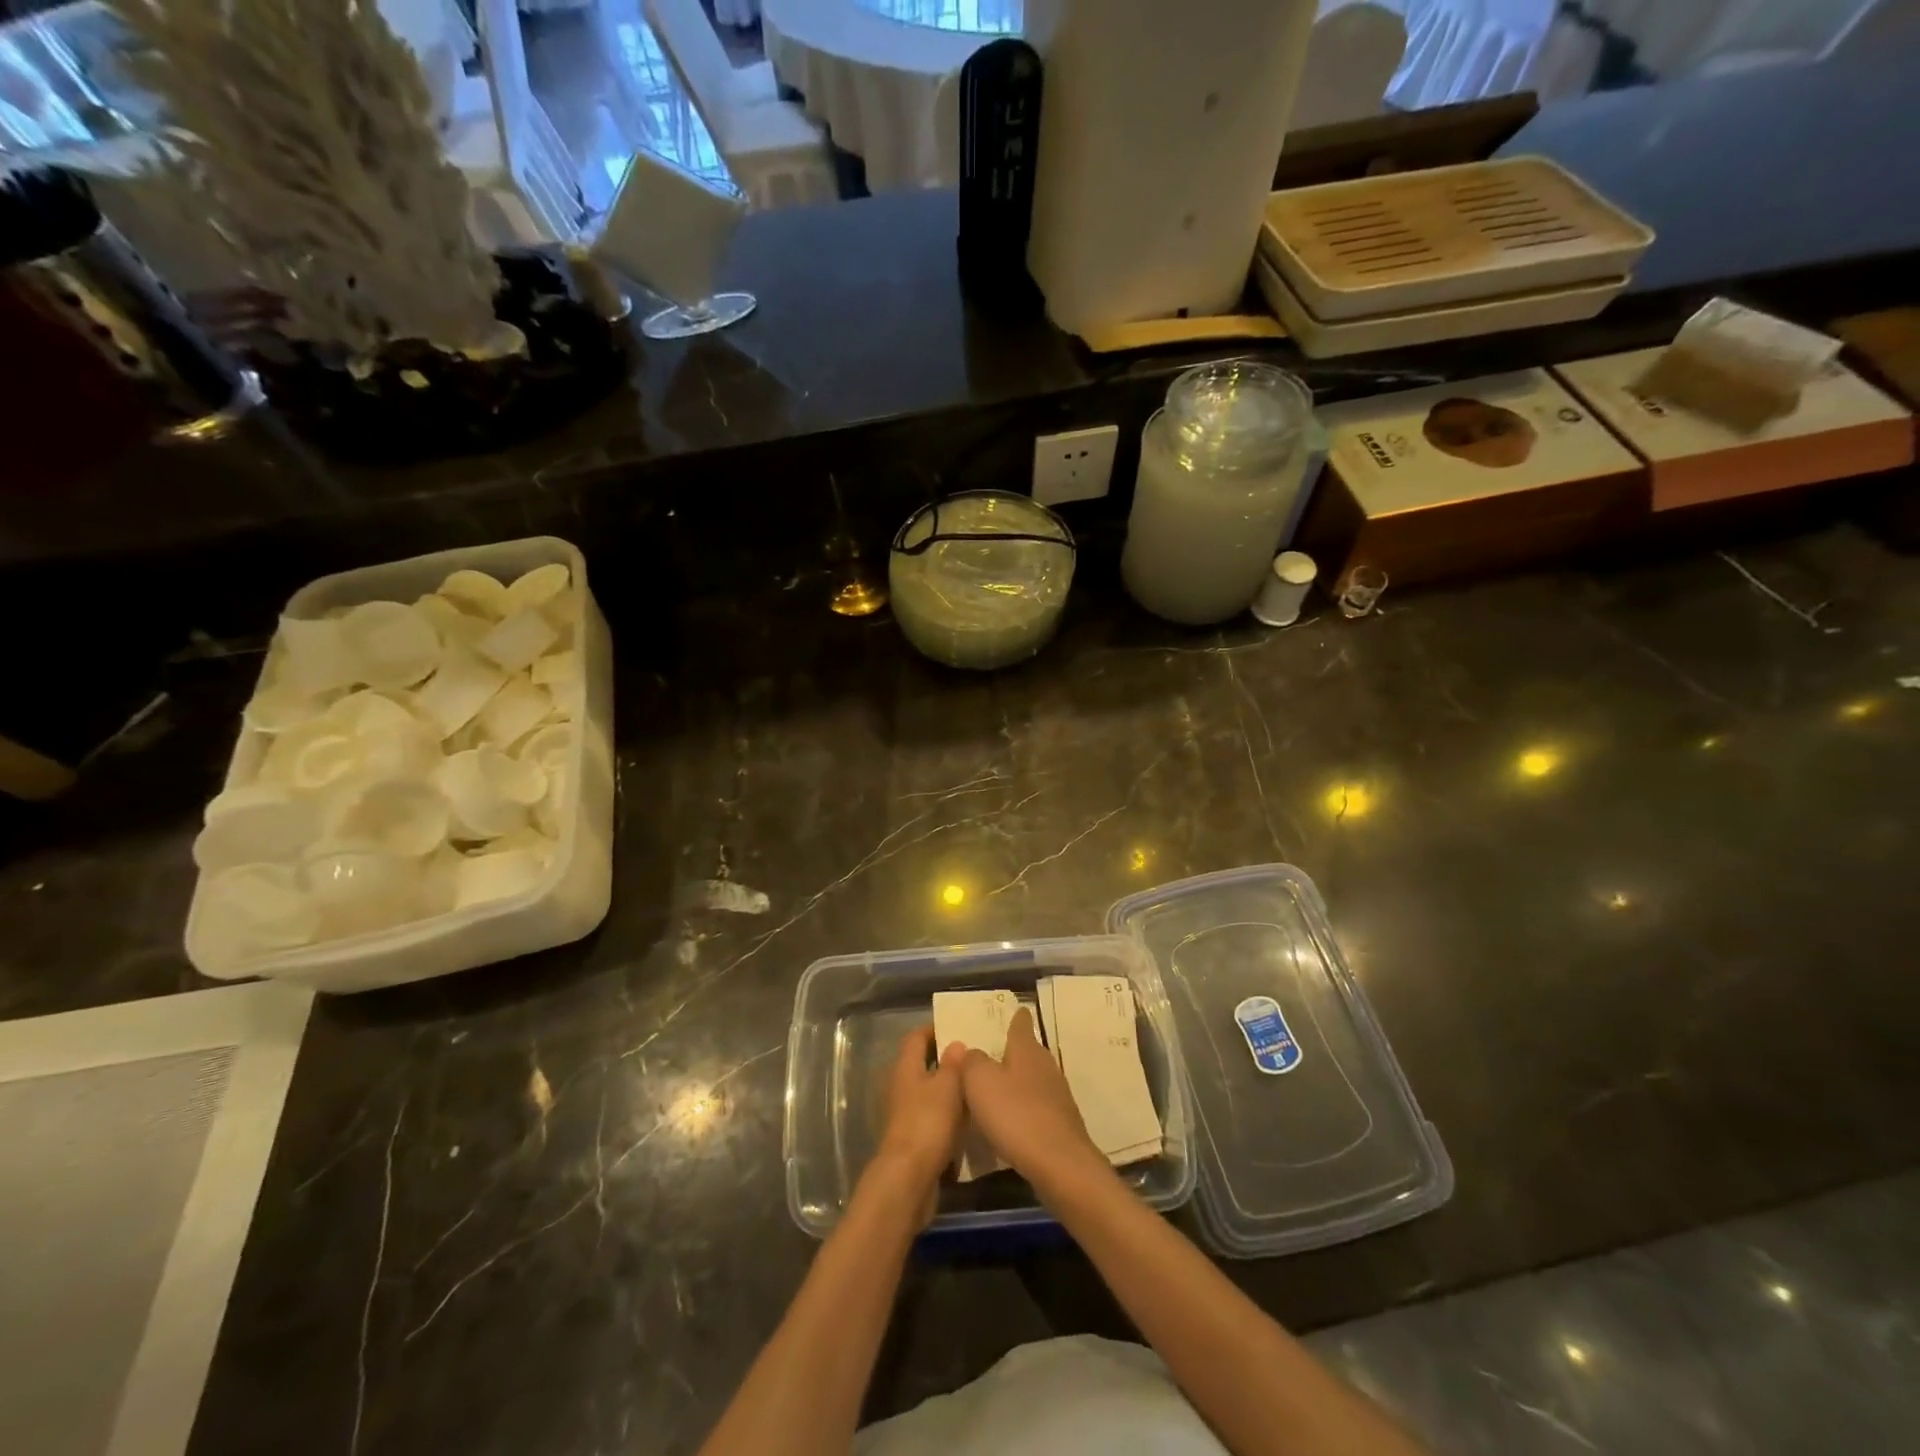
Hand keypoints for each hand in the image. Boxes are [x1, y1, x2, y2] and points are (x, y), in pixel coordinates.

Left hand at [869, 1026, 965, 1214]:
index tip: (957, 1027)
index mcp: (905, 1067)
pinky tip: (967, 1117)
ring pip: (927, 1090)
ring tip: (975, 1085)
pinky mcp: (911, 1137)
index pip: (915, 1037)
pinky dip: (946, 1112)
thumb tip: (956, 1044)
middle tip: (973, 1056)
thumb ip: (953, 1063)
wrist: (909, 1178)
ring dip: (947, 1087)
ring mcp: (904, 1113)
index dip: (933, 1029)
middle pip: (920, 1063)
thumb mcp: (948, 1086)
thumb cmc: (928, 1122)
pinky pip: (931, 1115)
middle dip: (944, 1059)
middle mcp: (900, 1086)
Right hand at [956, 1008, 1107, 1194]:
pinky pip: (1037, 1106)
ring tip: (996, 1089)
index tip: (1014, 1009)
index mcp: (1026, 1049)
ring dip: (1017, 1082)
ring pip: (1033, 1079)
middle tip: (990, 1054)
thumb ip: (971, 1061)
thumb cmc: (1015, 1114)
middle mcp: (1045, 1065)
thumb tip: (970, 1050)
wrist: (1059, 1164)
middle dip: (1012, 1051)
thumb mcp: (980, 1082)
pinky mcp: (1061, 1123)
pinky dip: (1024, 1108)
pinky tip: (1011, 1121)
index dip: (1016, 1016)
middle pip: (1028, 1051)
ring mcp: (1057, 1095)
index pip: (1021, 1023)